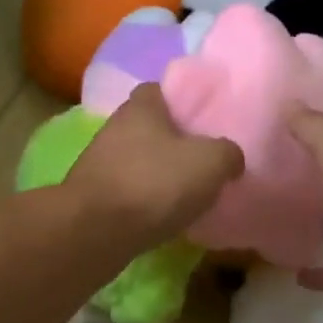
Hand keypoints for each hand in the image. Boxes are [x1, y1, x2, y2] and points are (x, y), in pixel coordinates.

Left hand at [66, 85, 242, 247]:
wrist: (96, 232)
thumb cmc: (155, 183)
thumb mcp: (211, 162)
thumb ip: (228, 153)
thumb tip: (231, 158)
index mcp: (141, 107)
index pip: (159, 90)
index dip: (181, 102)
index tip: (203, 121)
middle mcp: (114, 127)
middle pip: (148, 127)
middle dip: (171, 141)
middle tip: (201, 160)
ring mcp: (98, 162)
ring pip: (136, 160)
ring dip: (156, 173)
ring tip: (186, 192)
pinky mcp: (91, 196)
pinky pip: (126, 191)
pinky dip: (143, 200)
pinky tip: (162, 216)